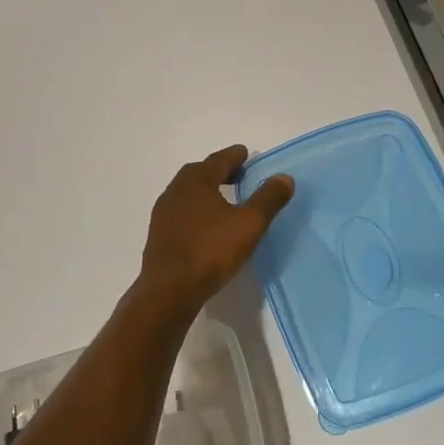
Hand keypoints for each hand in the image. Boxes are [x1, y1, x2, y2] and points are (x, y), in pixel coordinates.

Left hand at [139, 145, 293, 310]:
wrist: (169, 290)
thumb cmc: (211, 251)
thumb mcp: (249, 224)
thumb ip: (268, 199)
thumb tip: (284, 177)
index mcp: (196, 181)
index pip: (219, 160)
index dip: (235, 156)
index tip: (245, 153)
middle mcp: (176, 190)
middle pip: (200, 172)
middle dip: (219, 171)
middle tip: (238, 175)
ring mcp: (163, 212)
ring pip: (188, 192)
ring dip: (206, 190)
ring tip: (224, 199)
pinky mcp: (159, 233)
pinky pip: (181, 211)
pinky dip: (196, 208)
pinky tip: (206, 224)